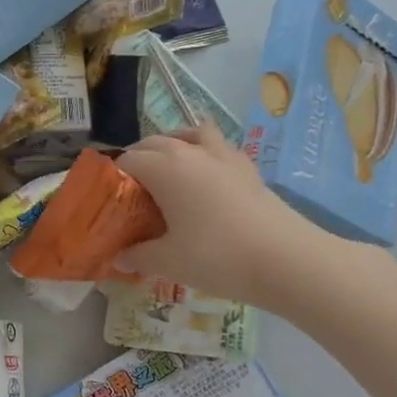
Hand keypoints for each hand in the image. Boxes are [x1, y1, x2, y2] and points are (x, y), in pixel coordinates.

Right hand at [115, 122, 341, 313]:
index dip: (112, 180)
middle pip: (153, 143)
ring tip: (166, 171)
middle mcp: (190, 151)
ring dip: (171, 146)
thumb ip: (137, 255)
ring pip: (188, 135)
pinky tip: (203, 179)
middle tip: (131, 194)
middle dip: (137, 161)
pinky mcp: (247, 167)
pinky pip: (216, 147)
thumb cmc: (217, 256)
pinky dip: (202, 154)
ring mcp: (223, 155)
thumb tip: (117, 257)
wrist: (287, 260)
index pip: (126, 162)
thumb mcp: (168, 261)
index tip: (108, 203)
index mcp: (164, 167)